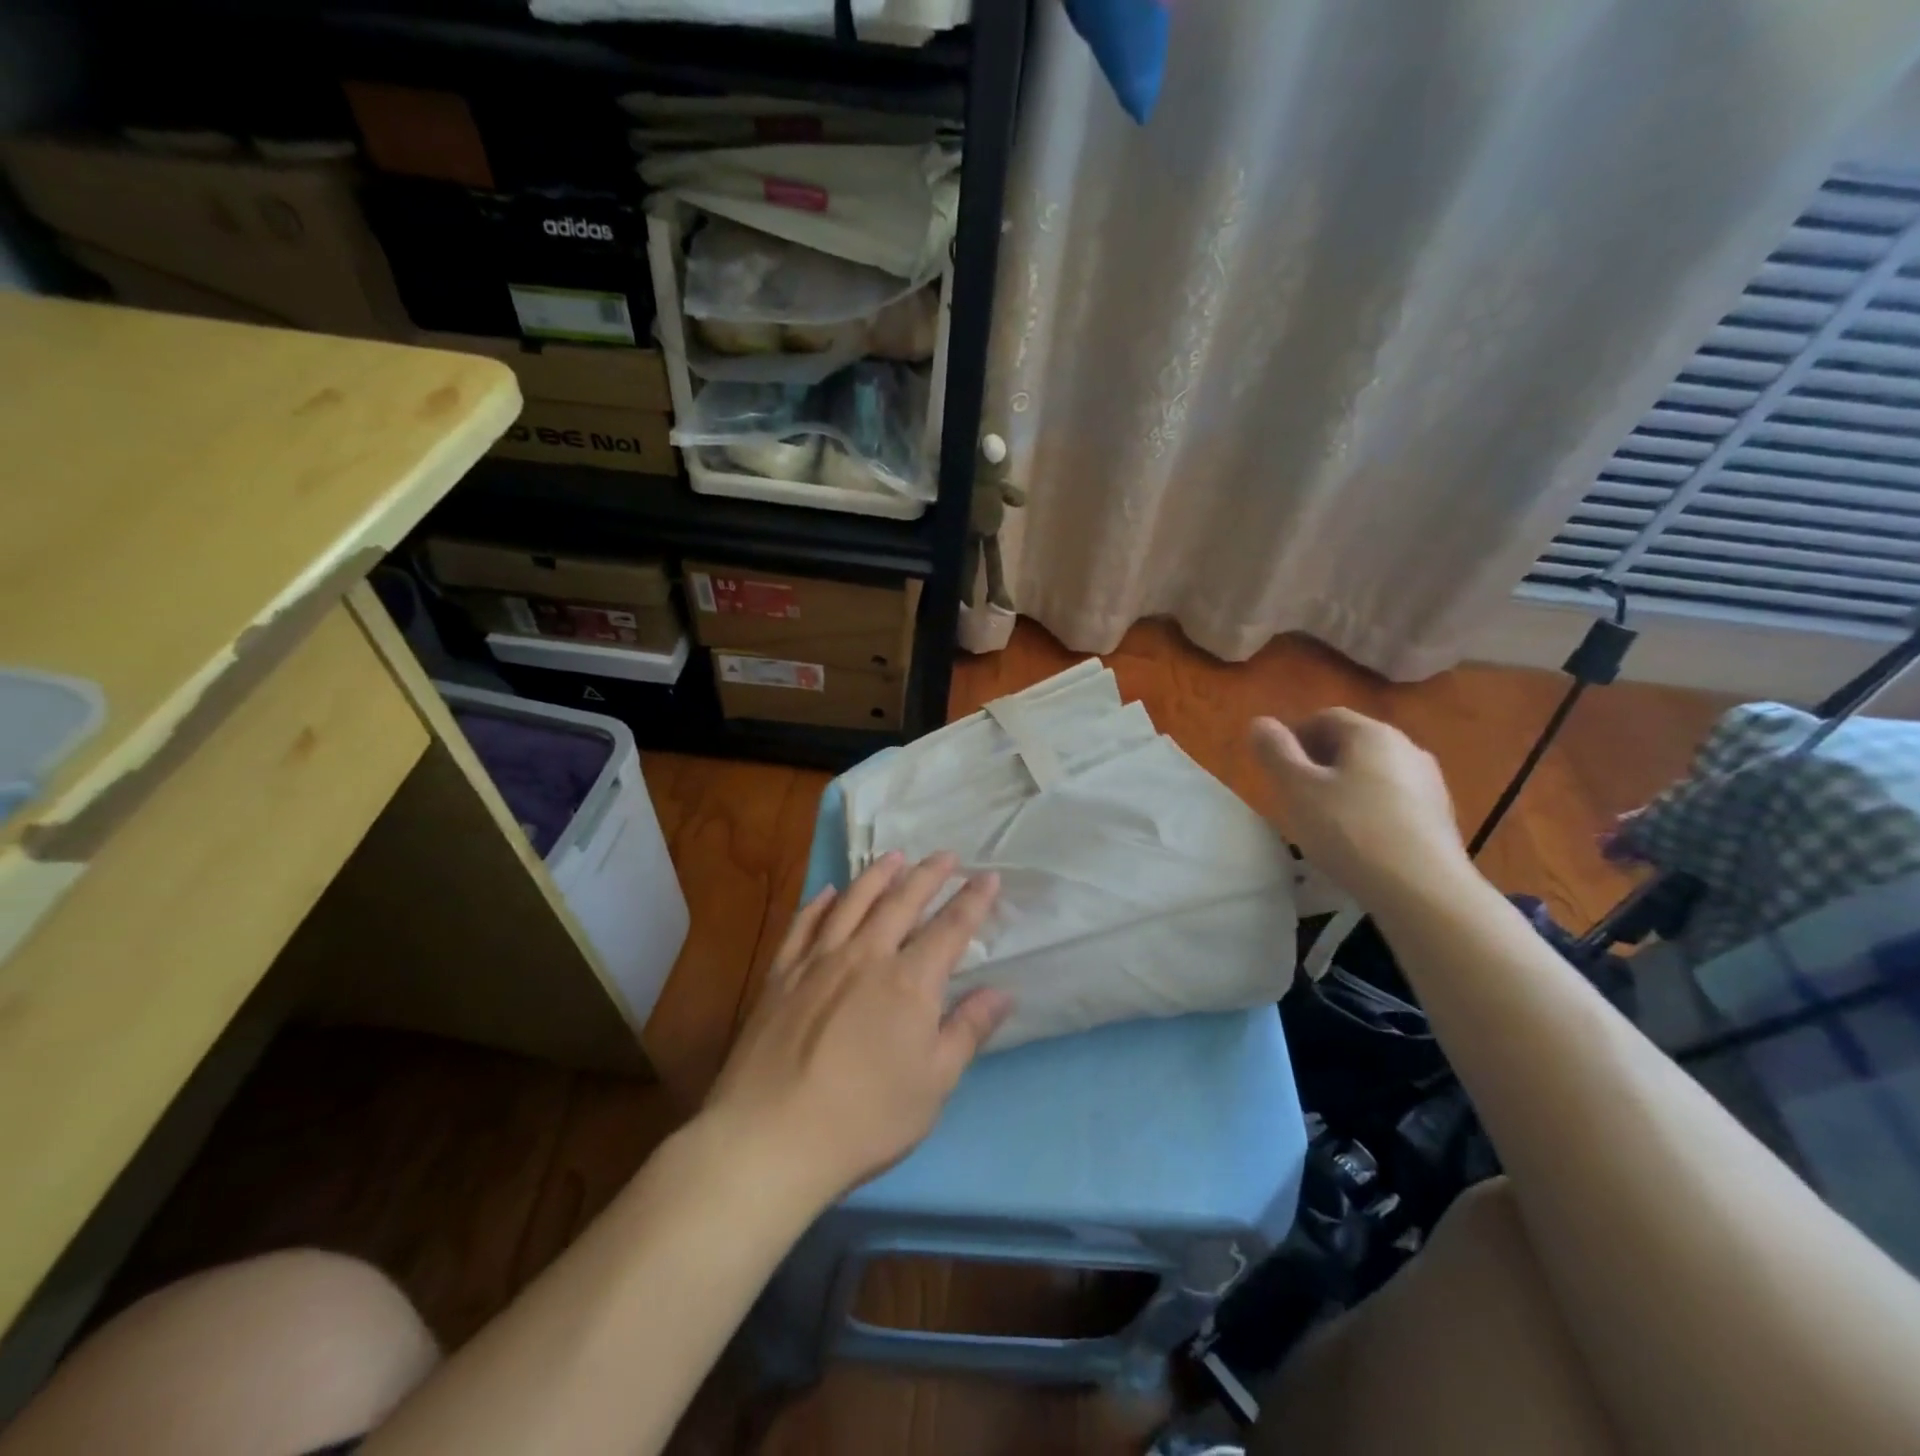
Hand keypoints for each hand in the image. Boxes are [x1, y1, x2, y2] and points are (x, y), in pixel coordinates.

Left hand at [704, 851, 1012, 1207]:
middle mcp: (866, 956)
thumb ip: (968, 1030)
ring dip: (877, 875)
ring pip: (852, 902)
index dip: (972, 900)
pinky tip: (827, 893)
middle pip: (902, 902)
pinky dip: (819, 903)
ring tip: (893, 856)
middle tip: (946, 856)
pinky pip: (803, 924)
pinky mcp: (781, 974)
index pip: (950, 928)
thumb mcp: (933, 1083)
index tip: (988, 877)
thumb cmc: (866, 1119)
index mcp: (909, 982)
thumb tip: (1003, 992)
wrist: (771, 1137)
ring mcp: (818, 960)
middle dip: (928, 875)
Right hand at [1251, 708, 1470, 905]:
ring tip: (1323, 821)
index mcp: (1372, 733)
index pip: (1325, 717)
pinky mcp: (1439, 818)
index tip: (1276, 767)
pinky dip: (1368, 810)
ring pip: (1373, 773)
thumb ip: (1274, 752)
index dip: (1294, 736)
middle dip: (1318, 762)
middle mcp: (1407, 748)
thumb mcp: (1297, 789)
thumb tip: (1259, 722)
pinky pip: (1392, 801)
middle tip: (1294, 794)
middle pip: (1352, 743)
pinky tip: (1357, 841)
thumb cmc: (1350, 831)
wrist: (1424, 891)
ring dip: (1344, 787)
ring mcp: (1429, 783)